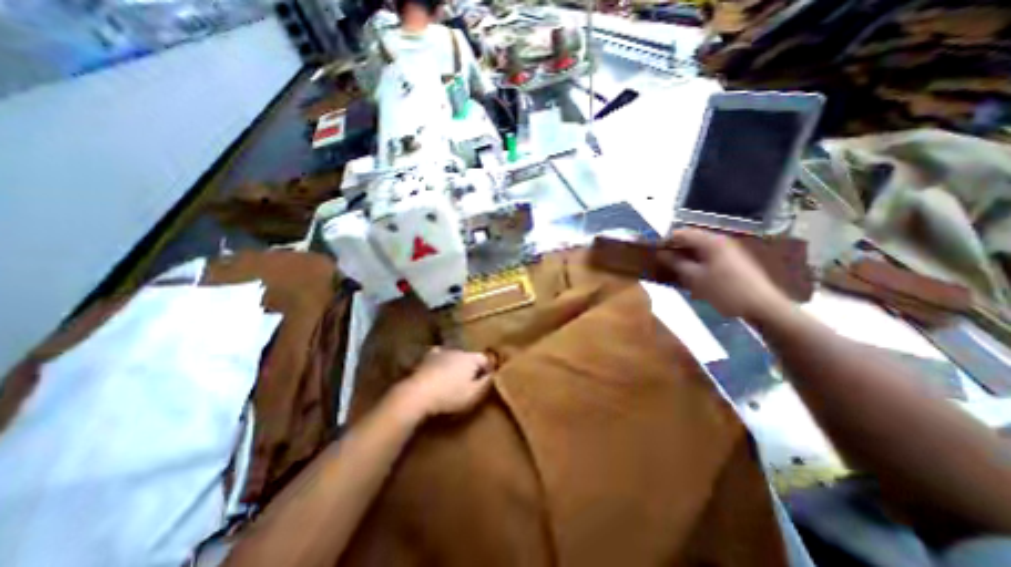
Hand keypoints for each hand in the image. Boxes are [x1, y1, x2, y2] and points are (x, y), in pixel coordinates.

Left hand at [390, 348, 494, 422]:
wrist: (418, 394)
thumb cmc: (450, 395)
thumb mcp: (474, 394)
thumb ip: (486, 383)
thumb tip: (493, 375)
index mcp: (471, 358)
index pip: (485, 359)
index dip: (488, 370)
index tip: (487, 380)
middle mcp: (458, 351)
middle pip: (470, 357)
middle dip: (472, 367)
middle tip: (471, 382)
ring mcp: (441, 352)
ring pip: (454, 357)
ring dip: (456, 365)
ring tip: (454, 379)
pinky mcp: (427, 358)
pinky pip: (438, 357)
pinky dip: (441, 362)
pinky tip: (439, 369)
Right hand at [661, 229, 792, 321]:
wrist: (762, 306)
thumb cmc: (725, 291)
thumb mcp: (695, 278)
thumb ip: (676, 263)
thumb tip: (661, 253)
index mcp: (711, 241)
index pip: (681, 233)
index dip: (666, 241)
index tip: (654, 253)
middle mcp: (720, 240)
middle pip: (691, 238)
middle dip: (675, 249)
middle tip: (663, 262)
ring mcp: (728, 250)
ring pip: (699, 248)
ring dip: (685, 256)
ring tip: (675, 269)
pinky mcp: (733, 260)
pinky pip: (709, 255)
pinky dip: (697, 261)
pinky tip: (692, 274)